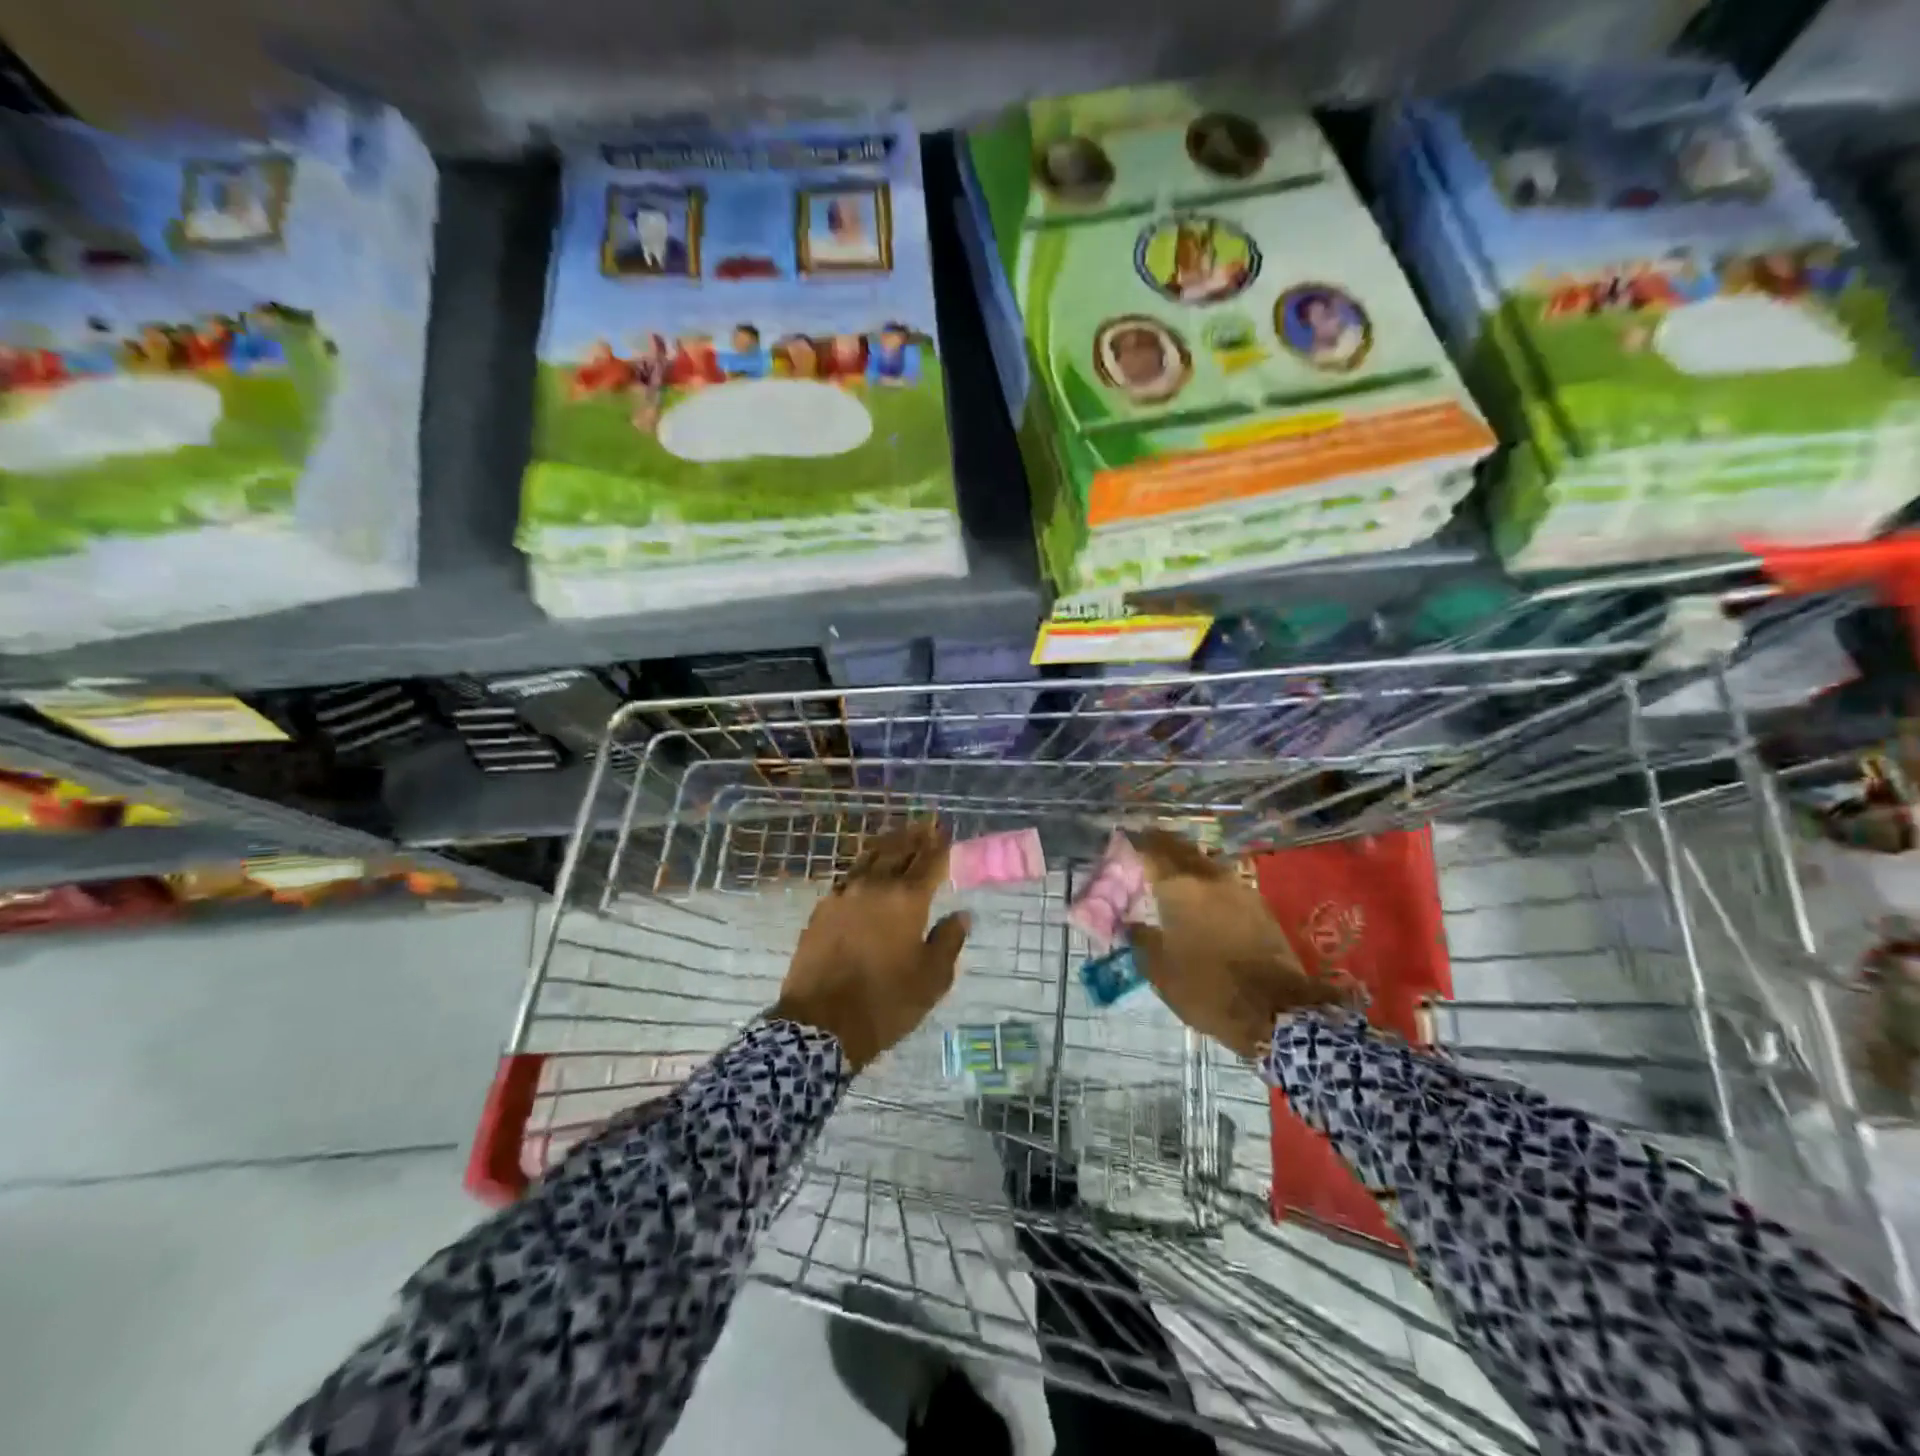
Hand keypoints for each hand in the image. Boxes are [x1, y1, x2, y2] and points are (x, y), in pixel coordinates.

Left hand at [774, 820, 968, 1069]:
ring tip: (898, 836)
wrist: (821, 1024)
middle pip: (897, 851)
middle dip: (913, 836)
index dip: (939, 844)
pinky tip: (866, 869)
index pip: (928, 861)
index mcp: (907, 899)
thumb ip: (948, 940)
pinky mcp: (822, 910)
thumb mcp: (932, 979)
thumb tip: (961, 915)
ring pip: (869, 858)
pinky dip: (863, 866)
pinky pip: (848, 877)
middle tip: (925, 824)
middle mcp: (875, 887)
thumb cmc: (886, 1003)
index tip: (945, 830)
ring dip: (887, 844)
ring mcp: (844, 895)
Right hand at [1127, 828, 1356, 1057]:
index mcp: (1180, 887)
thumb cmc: (1208, 988)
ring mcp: (1239, 889)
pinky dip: (1205, 881)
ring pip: (1204, 862)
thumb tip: (1131, 924)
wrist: (1278, 1010)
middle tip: (1144, 849)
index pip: (1151, 849)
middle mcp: (1209, 878)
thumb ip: (1140, 939)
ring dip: (1185, 862)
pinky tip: (1200, 896)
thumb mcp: (1160, 971)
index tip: (1123, 840)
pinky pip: (1223, 881)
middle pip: (1180, 848)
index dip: (1135, 842)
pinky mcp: (1259, 906)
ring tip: (1170, 872)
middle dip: (1160, 845)